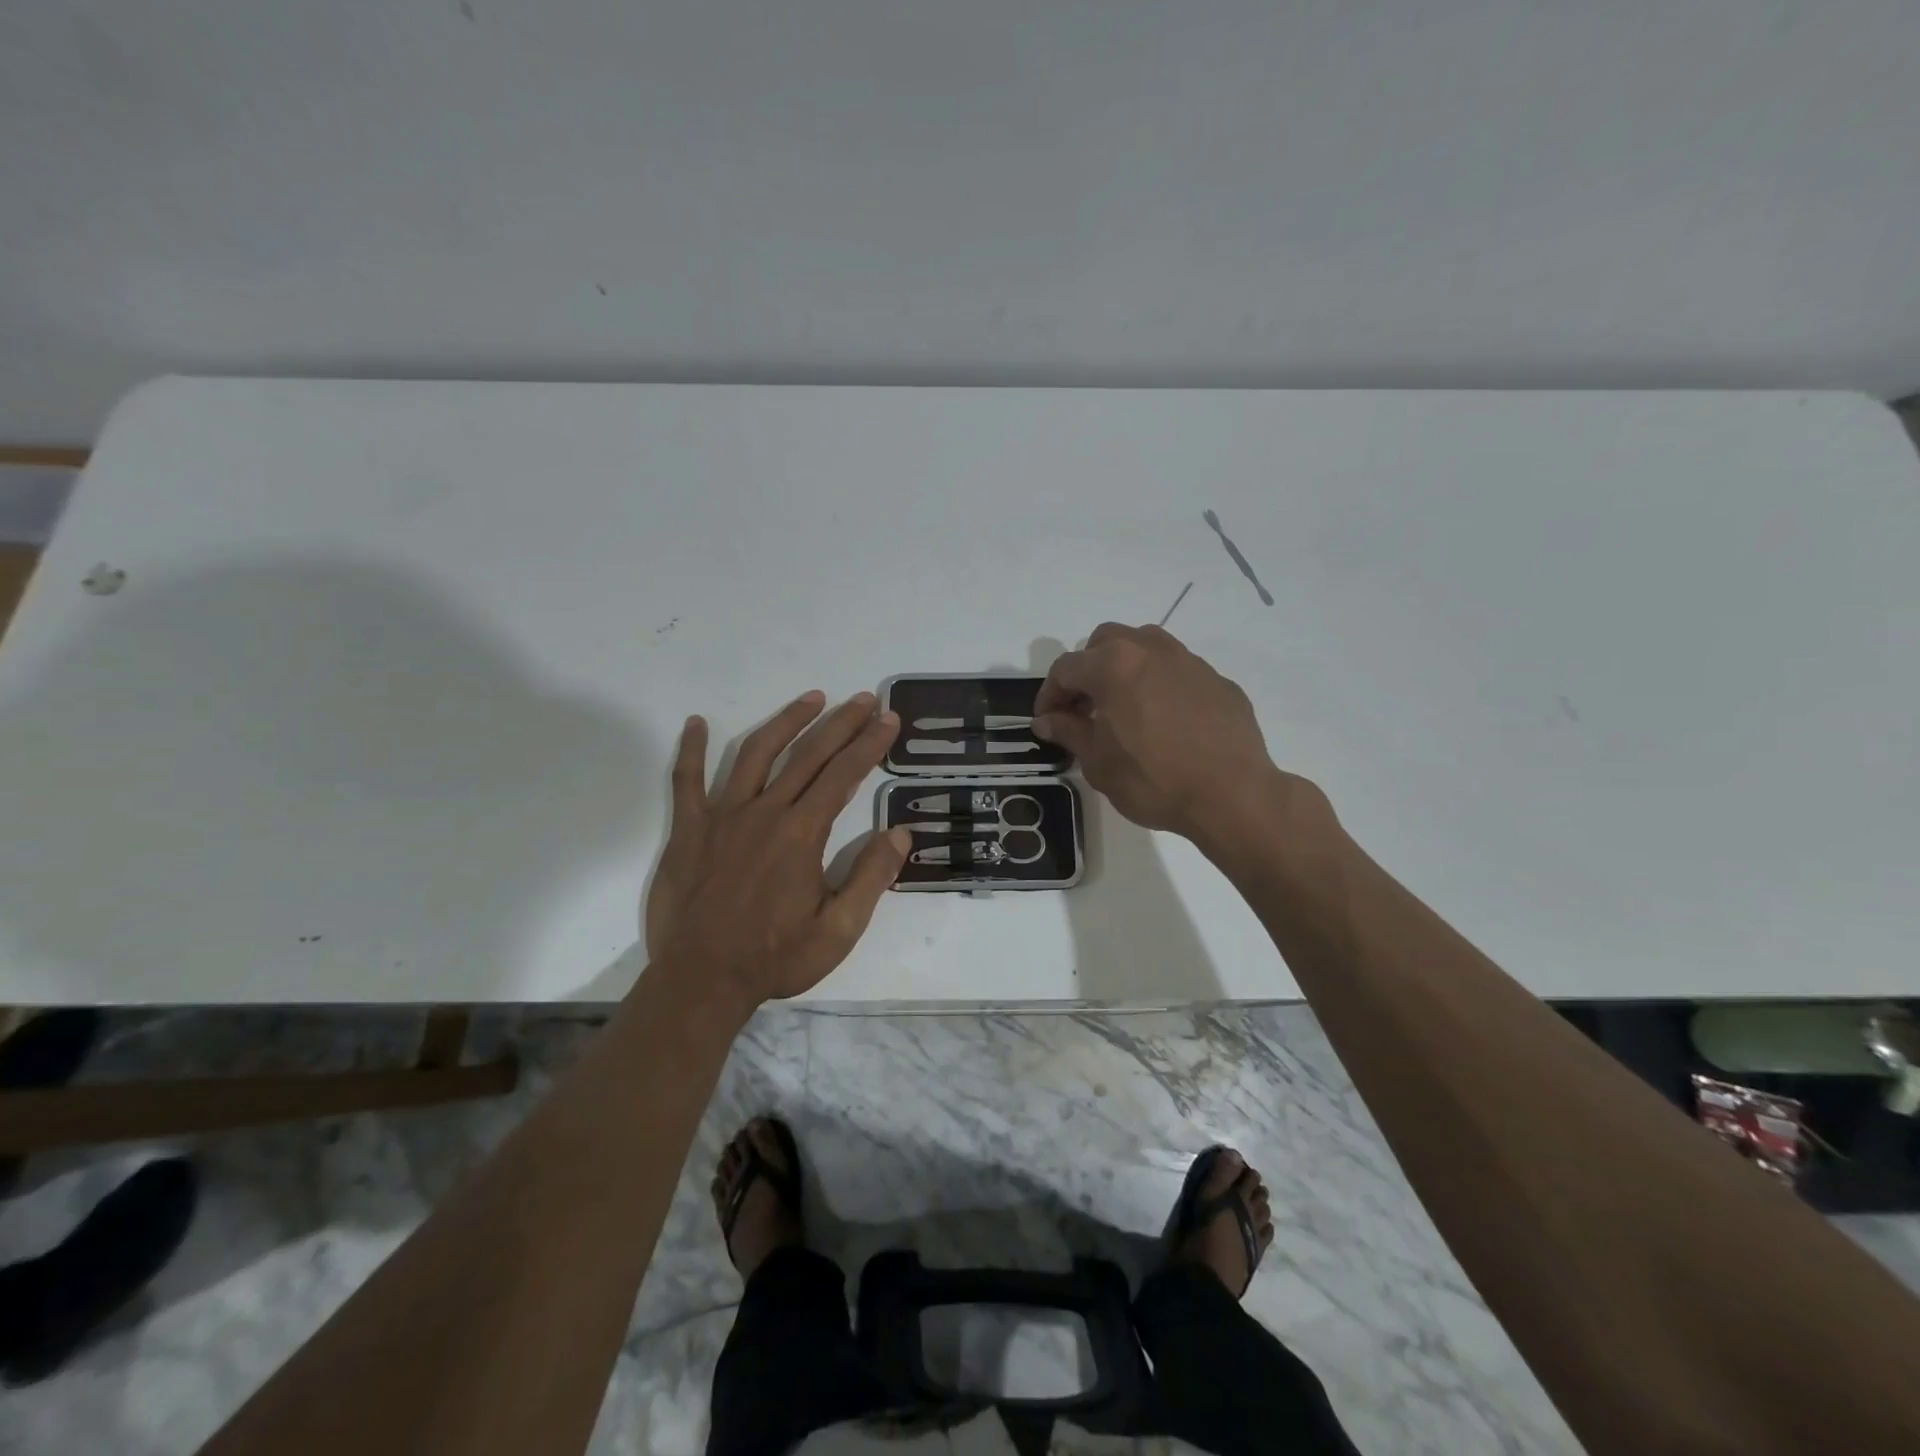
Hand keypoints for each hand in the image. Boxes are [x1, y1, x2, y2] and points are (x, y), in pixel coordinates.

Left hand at [645, 691, 910, 1009]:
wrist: (701, 982)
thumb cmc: (775, 958)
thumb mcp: (838, 931)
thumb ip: (871, 879)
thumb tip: (901, 834)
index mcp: (802, 834)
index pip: (844, 775)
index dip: (869, 744)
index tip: (888, 719)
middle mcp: (765, 812)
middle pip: (808, 754)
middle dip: (841, 723)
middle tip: (864, 699)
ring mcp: (722, 817)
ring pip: (756, 753)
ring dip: (786, 721)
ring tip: (812, 698)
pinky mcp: (689, 830)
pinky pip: (686, 781)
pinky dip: (692, 750)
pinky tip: (696, 723)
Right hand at [1033, 623, 1322, 853]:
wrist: (1232, 795)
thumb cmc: (1153, 779)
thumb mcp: (1097, 761)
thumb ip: (1068, 731)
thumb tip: (1047, 719)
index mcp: (1114, 665)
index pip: (1066, 668)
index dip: (1050, 694)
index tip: (1047, 720)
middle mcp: (1151, 650)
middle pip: (1106, 642)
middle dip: (1087, 669)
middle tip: (1084, 708)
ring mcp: (1190, 662)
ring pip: (1146, 647)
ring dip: (1125, 668)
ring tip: (1124, 707)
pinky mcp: (1218, 681)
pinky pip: (1178, 672)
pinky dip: (1161, 686)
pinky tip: (1166, 722)